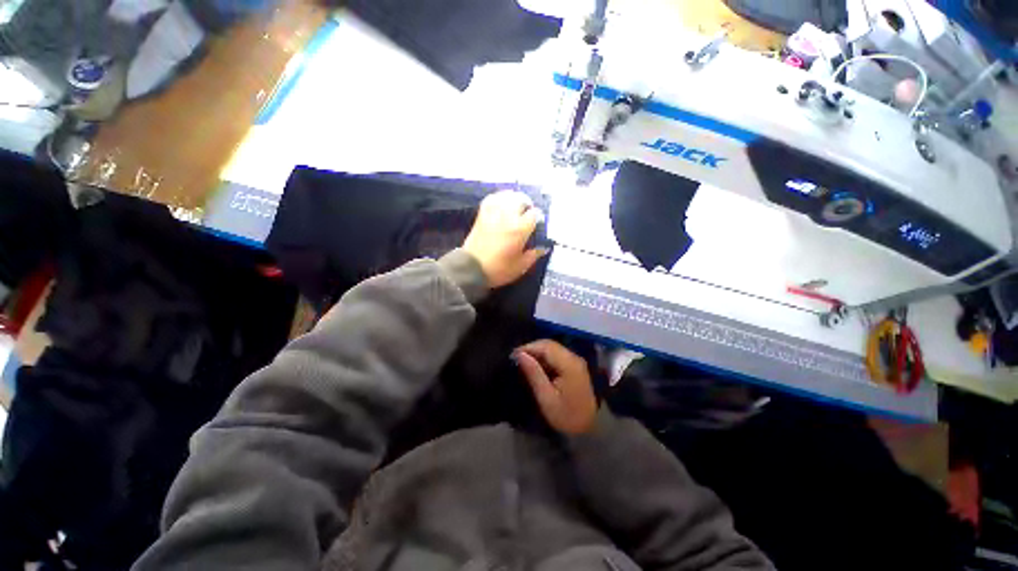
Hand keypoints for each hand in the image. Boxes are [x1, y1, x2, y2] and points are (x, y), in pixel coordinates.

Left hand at [463, 190, 546, 288]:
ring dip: (515, 199)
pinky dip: (500, 198)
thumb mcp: (520, 266)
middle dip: (527, 206)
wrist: (471, 268)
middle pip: (522, 200)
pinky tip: (503, 204)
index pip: (535, 213)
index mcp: (519, 229)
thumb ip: (533, 255)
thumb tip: (543, 248)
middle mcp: (507, 216)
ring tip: (517, 207)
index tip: (538, 225)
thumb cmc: (499, 269)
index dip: (539, 218)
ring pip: (507, 196)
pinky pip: (493, 198)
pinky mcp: (482, 214)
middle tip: (528, 215)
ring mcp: (493, 213)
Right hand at [513, 340, 597, 434]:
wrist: (591, 428)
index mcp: (569, 364)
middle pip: (550, 345)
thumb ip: (534, 373)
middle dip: (532, 349)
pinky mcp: (575, 366)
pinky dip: (545, 358)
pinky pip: (557, 355)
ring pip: (553, 348)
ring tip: (524, 362)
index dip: (528, 347)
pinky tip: (536, 367)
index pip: (546, 346)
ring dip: (538, 353)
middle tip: (516, 359)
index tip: (513, 356)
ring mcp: (575, 360)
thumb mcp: (546, 398)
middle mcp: (574, 357)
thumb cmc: (566, 415)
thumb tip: (520, 354)